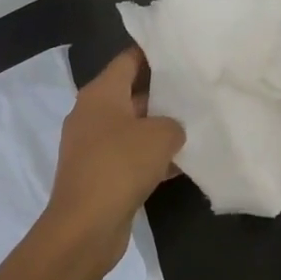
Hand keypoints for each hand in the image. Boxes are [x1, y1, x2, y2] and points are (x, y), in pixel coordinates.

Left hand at [42, 48, 184, 270]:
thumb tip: (172, 130)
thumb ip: (173, 124)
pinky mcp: (98, 174)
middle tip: (196, 89)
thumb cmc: (120, 165)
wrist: (84, 227)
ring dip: (158, 128)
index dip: (154, 53)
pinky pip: (129, 156)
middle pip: (131, 92)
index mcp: (101, 93)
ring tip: (195, 124)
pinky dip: (151, 158)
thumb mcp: (160, 136)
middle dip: (162, 92)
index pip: (128, 60)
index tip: (181, 51)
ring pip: (132, 127)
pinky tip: (182, 164)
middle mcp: (92, 113)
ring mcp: (92, 146)